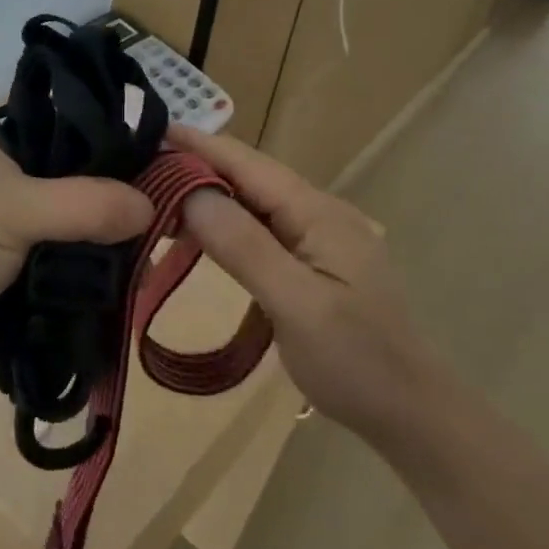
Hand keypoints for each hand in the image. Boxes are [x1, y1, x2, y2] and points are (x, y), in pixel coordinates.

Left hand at [0, 121, 154, 382]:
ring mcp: (36, 228)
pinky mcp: (41, 274)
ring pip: (96, 225)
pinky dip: (110, 275)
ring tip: (172, 250)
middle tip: (184, 213)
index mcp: (17, 142)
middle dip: (134, 196)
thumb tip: (153, 208)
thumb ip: (84, 204)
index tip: (178, 157)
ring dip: (125, 241)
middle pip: (98, 177)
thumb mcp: (13, 210)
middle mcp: (30, 177)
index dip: (129, 137)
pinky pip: (87, 267)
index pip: (85, 123)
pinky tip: (144, 280)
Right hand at [169, 124, 440, 444]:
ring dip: (204, 197)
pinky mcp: (308, 262)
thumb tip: (190, 193)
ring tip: (153, 196)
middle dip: (193, 168)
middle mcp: (316, 212)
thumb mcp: (297, 304)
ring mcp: (314, 237)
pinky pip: (256, 230)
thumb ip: (244, 246)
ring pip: (249, 203)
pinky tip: (194, 233)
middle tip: (136, 169)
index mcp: (317, 211)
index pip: (247, 163)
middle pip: (246, 177)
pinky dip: (221, 226)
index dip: (197, 145)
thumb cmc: (356, 361)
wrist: (411, 415)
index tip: (146, 132)